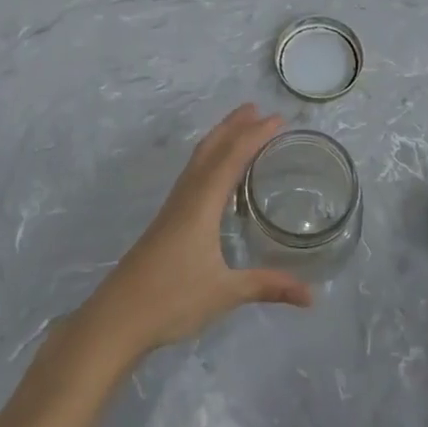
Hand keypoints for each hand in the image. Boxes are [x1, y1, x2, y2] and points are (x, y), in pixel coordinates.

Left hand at [78, 105, 313, 359]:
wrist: (116, 318)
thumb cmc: (171, 299)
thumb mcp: (224, 293)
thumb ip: (267, 287)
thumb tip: (311, 296)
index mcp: (201, 204)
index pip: (232, 158)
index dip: (255, 135)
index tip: (278, 120)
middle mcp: (186, 196)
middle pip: (210, 149)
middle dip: (233, 126)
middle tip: (257, 109)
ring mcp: (173, 207)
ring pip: (198, 160)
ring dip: (219, 139)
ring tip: (239, 128)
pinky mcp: (166, 220)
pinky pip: (192, 175)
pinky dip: (209, 159)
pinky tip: (216, 175)